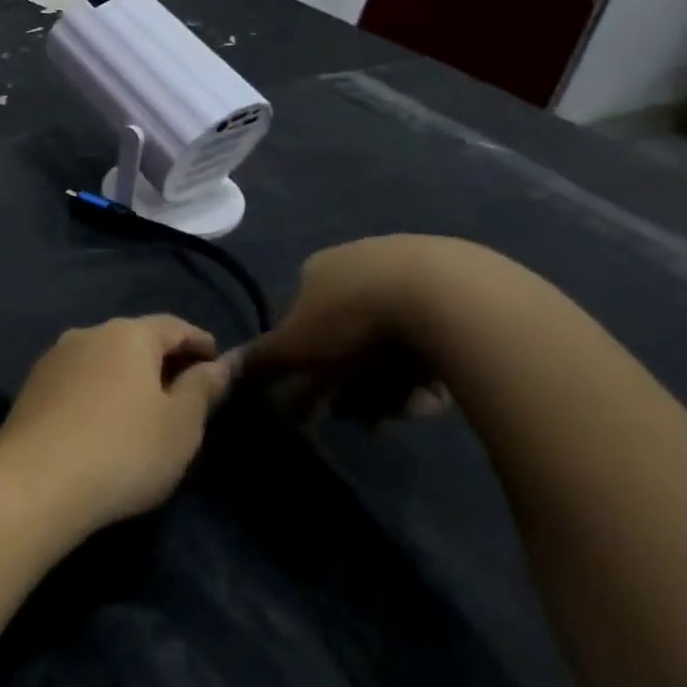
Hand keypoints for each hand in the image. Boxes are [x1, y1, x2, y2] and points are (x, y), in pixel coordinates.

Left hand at [0, 316, 231, 537]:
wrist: (35, 481)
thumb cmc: (124, 449)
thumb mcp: (181, 425)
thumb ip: (202, 389)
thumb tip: (218, 365)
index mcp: (127, 334)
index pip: (173, 326)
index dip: (199, 342)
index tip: (217, 361)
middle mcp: (87, 333)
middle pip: (134, 338)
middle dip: (162, 358)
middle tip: (185, 388)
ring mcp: (54, 358)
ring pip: (102, 357)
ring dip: (126, 375)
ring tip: (145, 406)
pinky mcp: (32, 386)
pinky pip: (78, 379)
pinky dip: (99, 389)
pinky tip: (104, 418)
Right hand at [230, 236, 460, 427]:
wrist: (447, 297)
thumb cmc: (354, 319)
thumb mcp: (295, 347)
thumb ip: (260, 361)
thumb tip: (222, 368)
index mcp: (318, 270)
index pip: (303, 324)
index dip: (310, 369)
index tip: (324, 406)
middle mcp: (361, 263)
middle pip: (350, 339)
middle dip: (355, 386)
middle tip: (369, 423)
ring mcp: (414, 270)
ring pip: (394, 343)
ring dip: (393, 386)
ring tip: (408, 410)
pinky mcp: (464, 286)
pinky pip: (437, 339)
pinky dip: (431, 370)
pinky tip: (438, 393)